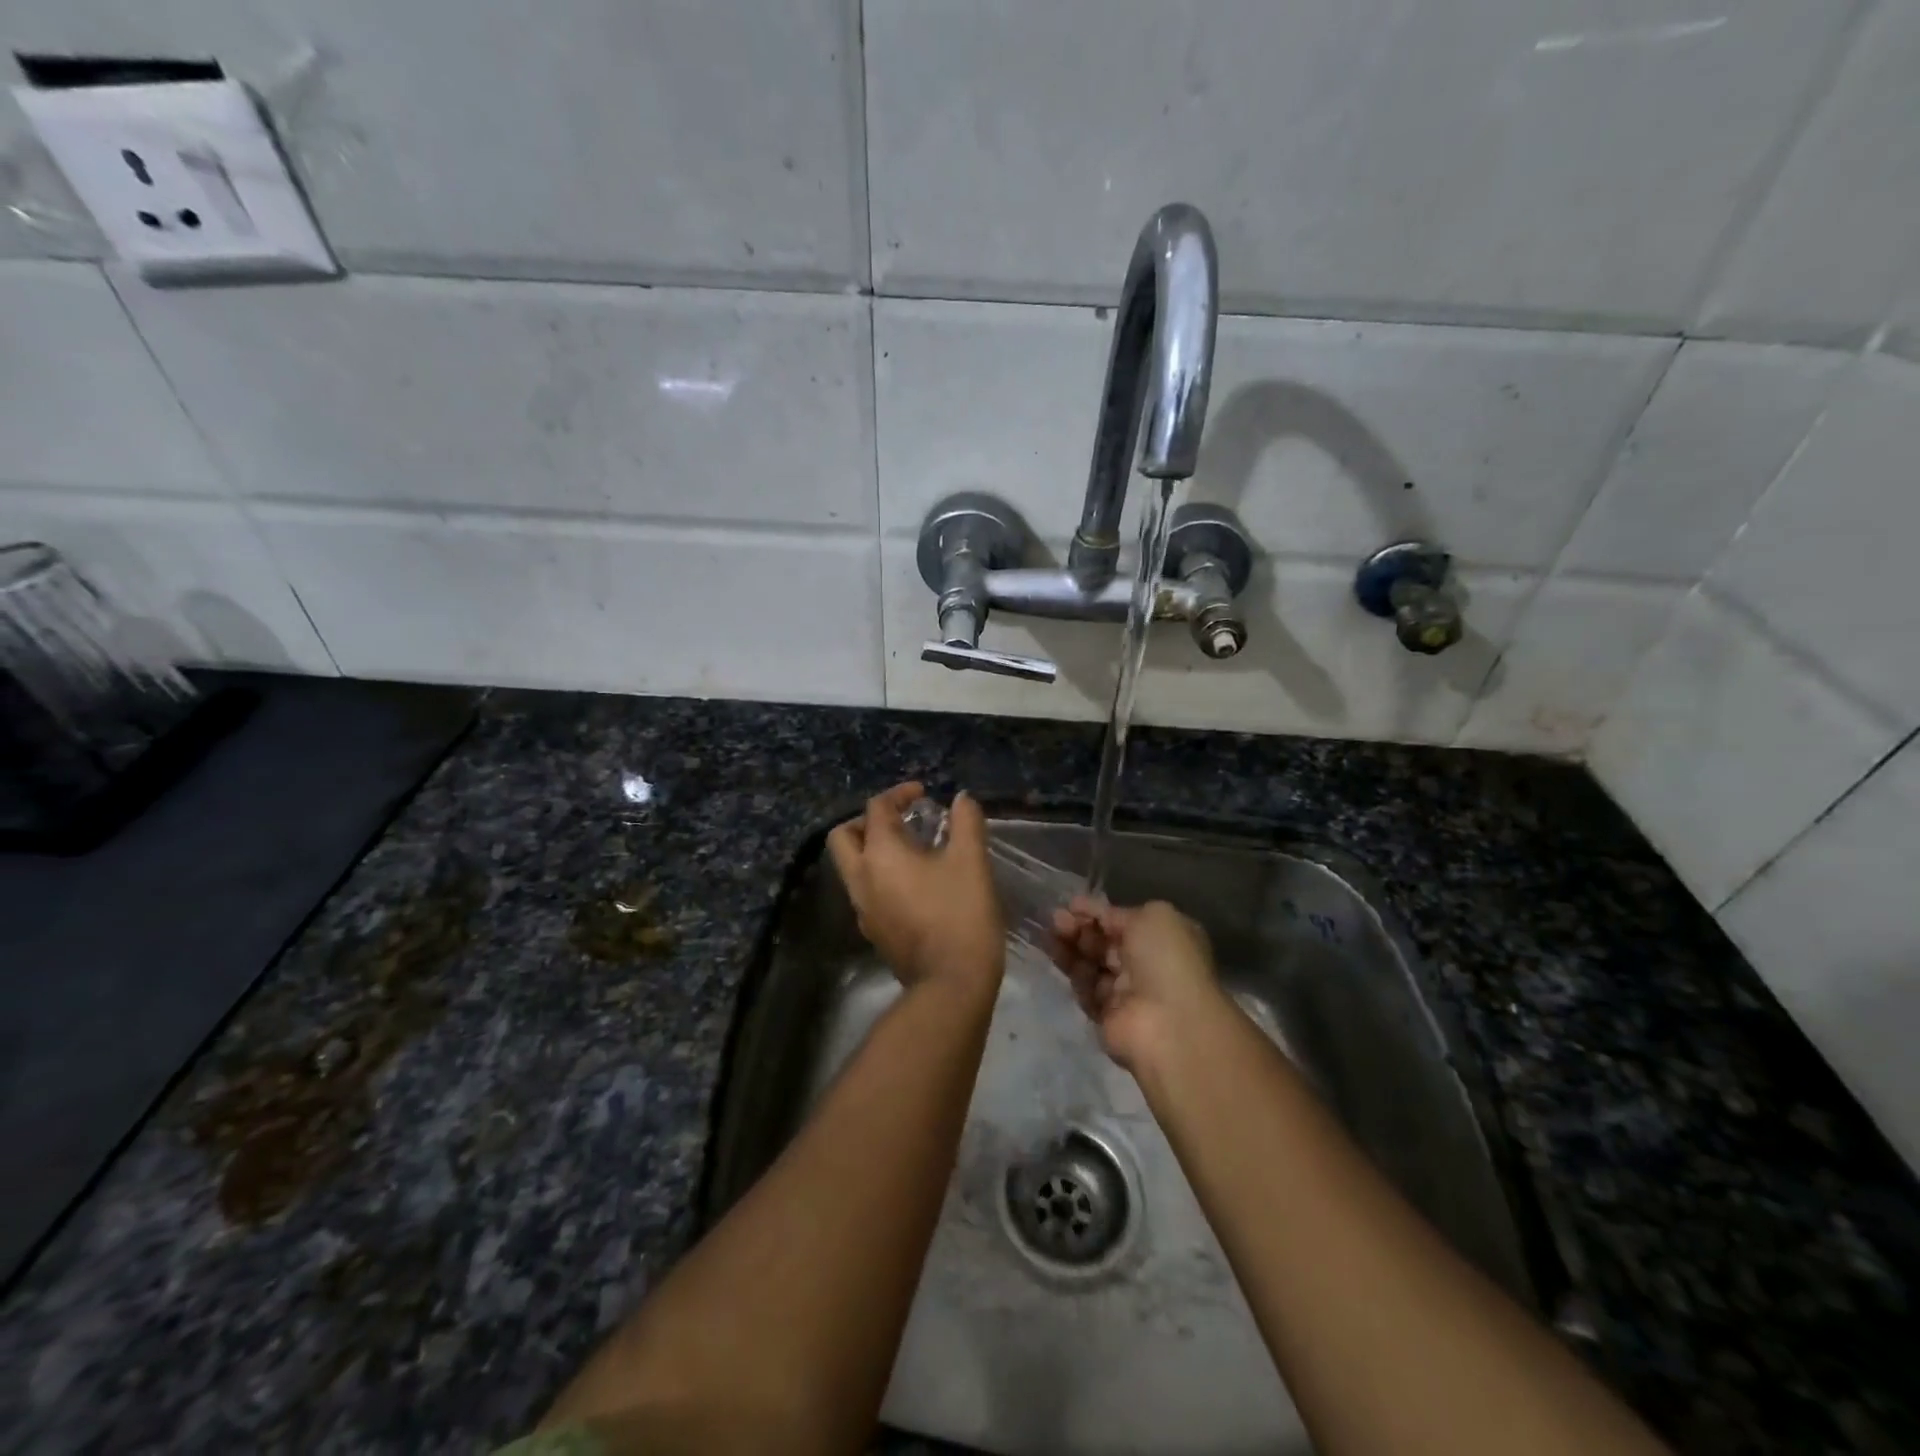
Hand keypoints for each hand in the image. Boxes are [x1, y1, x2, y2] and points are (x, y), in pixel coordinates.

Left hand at [827, 782, 1004, 998]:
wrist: (951, 985)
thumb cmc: (961, 914)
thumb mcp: (971, 861)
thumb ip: (966, 822)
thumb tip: (961, 799)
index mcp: (880, 854)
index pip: (876, 809)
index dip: (899, 794)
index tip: (923, 794)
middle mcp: (861, 878)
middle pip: (844, 837)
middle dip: (868, 821)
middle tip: (900, 821)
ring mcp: (863, 909)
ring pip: (852, 867)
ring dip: (872, 850)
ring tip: (912, 850)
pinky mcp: (873, 932)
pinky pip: (866, 892)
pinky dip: (880, 876)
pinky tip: (914, 884)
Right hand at [1049, 896, 1226, 1070]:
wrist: (1168, 1024)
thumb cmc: (1166, 961)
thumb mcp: (1153, 917)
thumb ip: (1120, 912)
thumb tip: (1099, 916)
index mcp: (1163, 938)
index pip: (1123, 921)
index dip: (1097, 912)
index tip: (1071, 904)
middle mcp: (1145, 964)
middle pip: (1104, 942)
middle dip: (1080, 928)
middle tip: (1056, 919)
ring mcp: (1126, 991)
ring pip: (1091, 963)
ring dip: (1070, 946)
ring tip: (1049, 934)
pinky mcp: (1106, 1015)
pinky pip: (1085, 988)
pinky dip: (1070, 972)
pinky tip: (1055, 956)